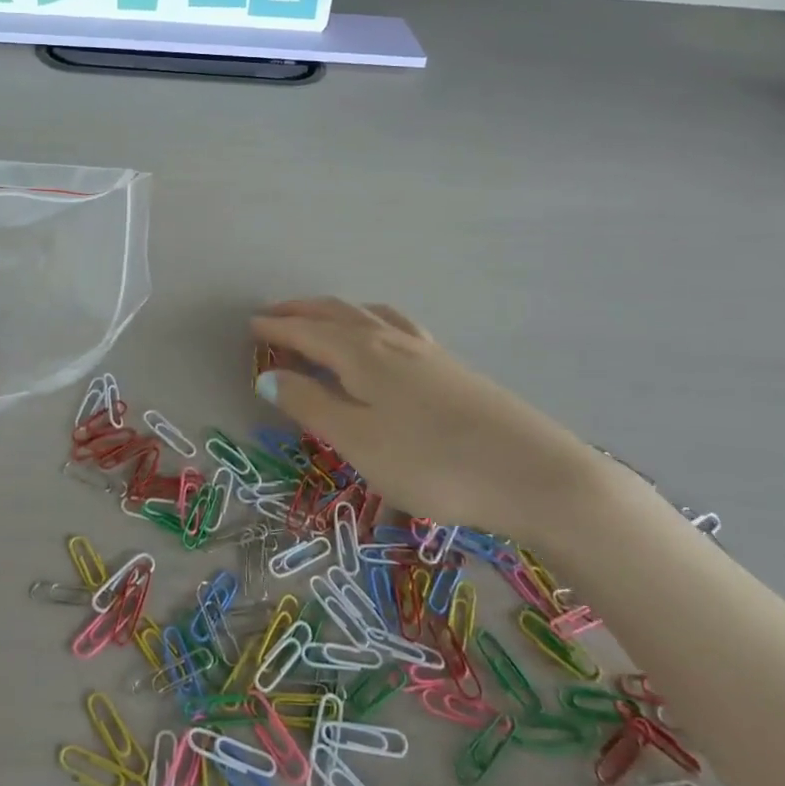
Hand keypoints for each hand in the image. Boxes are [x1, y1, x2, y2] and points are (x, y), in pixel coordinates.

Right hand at [250, 298, 610, 543]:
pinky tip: (384, 338)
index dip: (277, 328)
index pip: (308, 332)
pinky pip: (397, 327)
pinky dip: (372, 321)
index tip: (250, 325)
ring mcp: (427, 352)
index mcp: (363, 354)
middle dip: (302, 312)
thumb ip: (312, 405)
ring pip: (370, 316)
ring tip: (322, 317)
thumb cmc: (433, 462)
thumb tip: (268, 375)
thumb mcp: (359, 441)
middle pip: (338, 314)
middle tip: (273, 314)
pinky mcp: (452, 368)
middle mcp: (392, 341)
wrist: (534, 474)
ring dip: (337, 312)